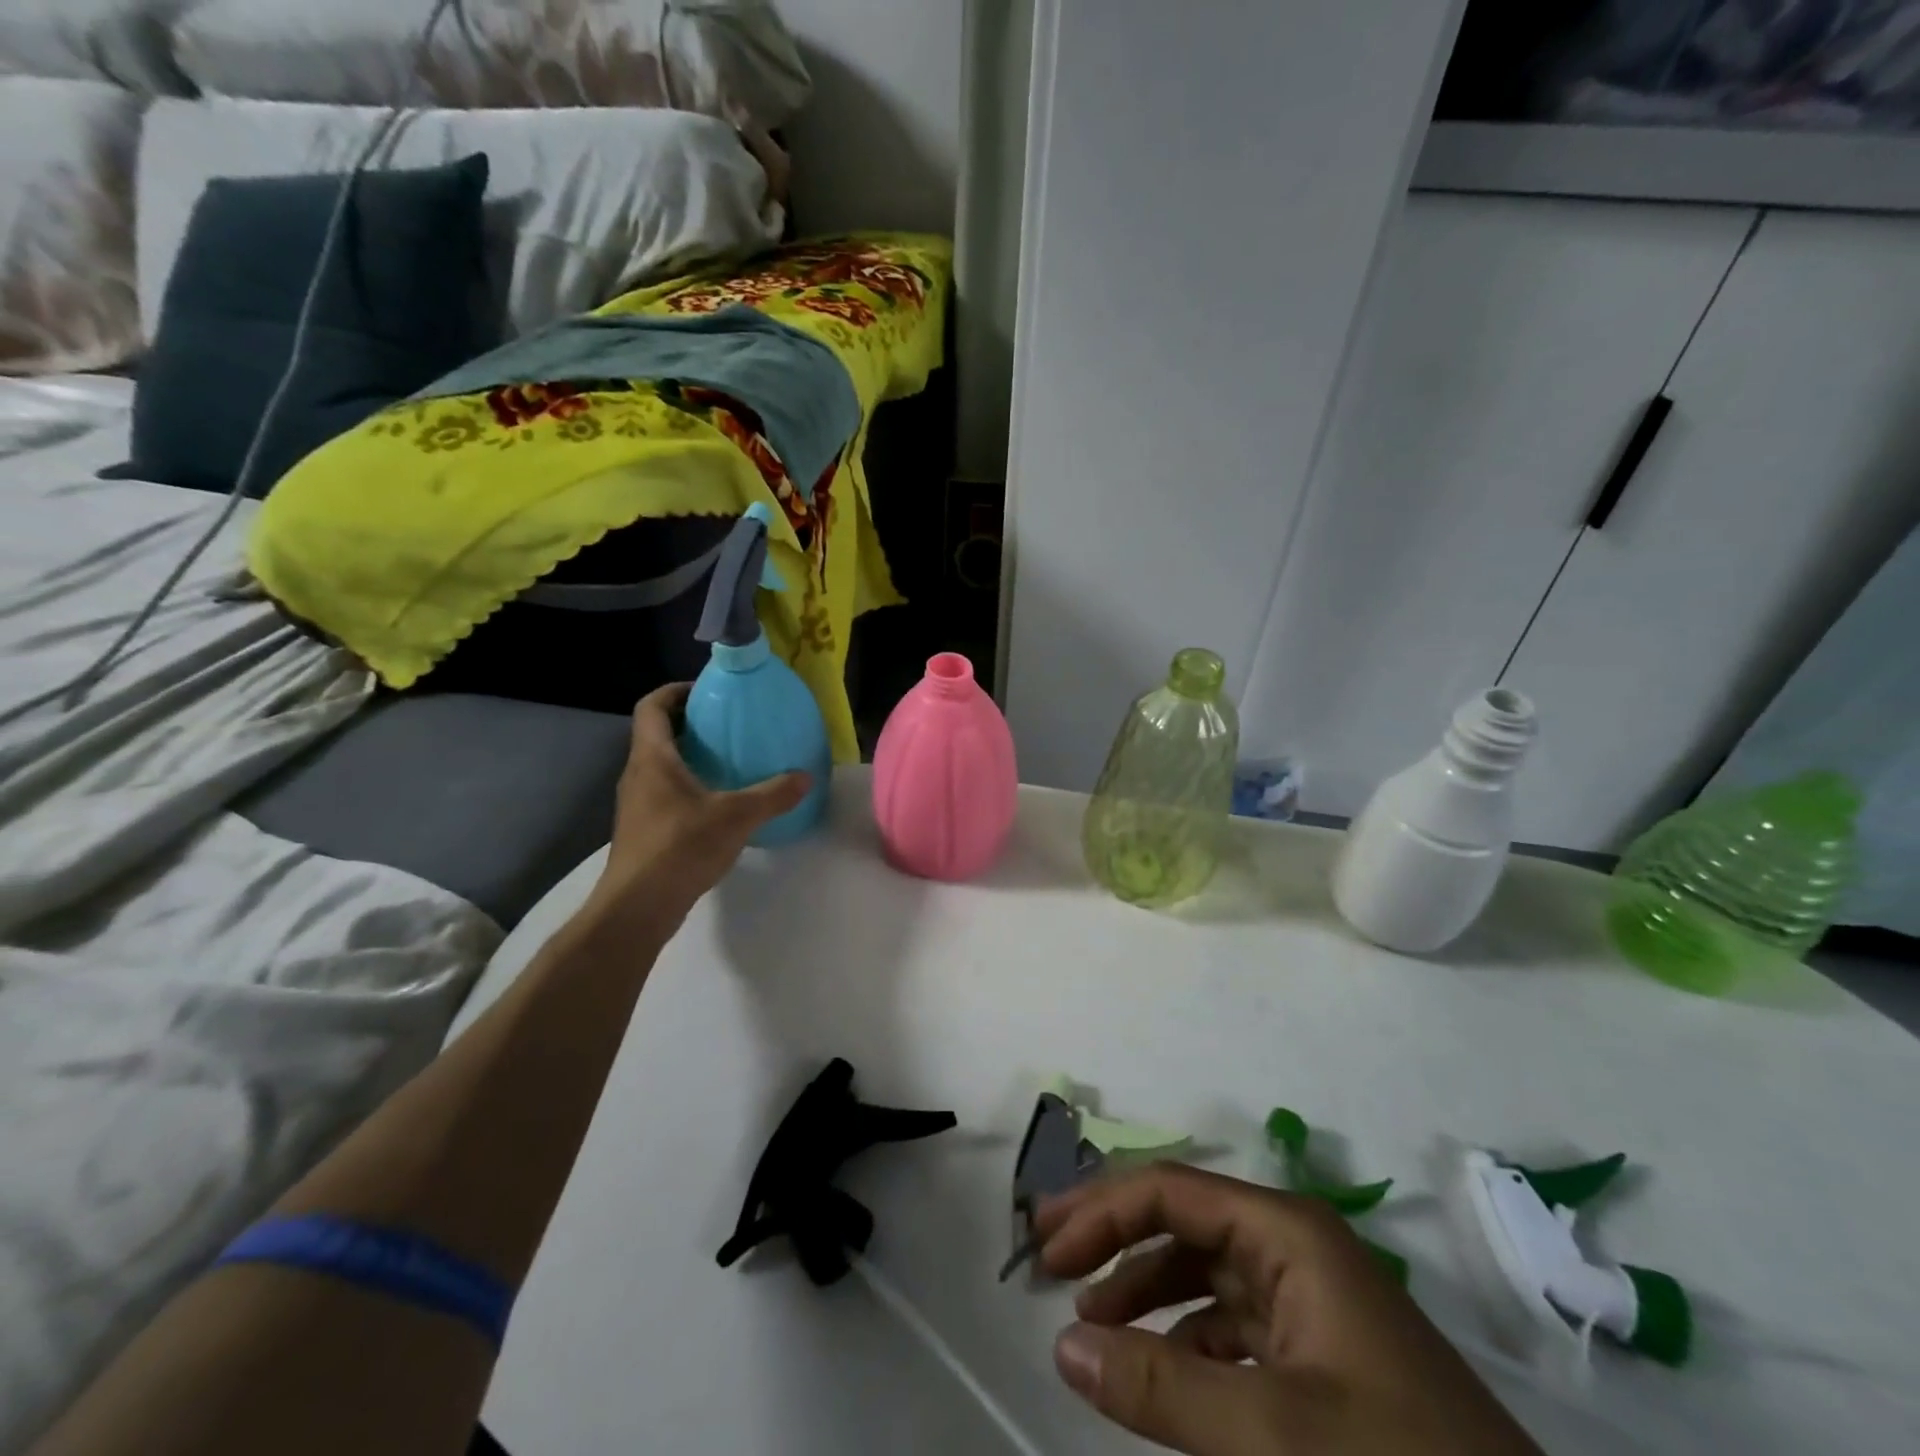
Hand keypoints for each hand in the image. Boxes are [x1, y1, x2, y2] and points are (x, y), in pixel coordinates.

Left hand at [589, 683, 809, 922]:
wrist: (638, 906)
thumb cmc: (680, 847)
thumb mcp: (736, 816)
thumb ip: (773, 794)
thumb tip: (805, 777)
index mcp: (653, 758)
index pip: (652, 707)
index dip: (675, 691)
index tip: (707, 690)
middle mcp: (638, 774)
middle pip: (657, 734)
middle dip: (690, 723)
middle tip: (729, 723)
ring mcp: (637, 804)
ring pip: (661, 765)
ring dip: (690, 756)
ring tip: (729, 759)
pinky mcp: (643, 830)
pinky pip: (665, 792)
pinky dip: (689, 785)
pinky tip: (719, 803)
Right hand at [1038, 1164, 1540, 1455]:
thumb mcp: (1272, 1435)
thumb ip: (1161, 1386)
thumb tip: (1062, 1343)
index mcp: (1287, 1233)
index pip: (1171, 1192)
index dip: (1101, 1212)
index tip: (1046, 1251)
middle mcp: (1295, 1249)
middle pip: (1183, 1221)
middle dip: (1114, 1237)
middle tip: (1049, 1262)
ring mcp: (1311, 1303)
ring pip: (1204, 1272)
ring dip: (1144, 1288)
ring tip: (1092, 1322)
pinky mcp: (1322, 1359)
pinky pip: (1231, 1325)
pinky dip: (1185, 1338)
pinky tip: (1159, 1368)